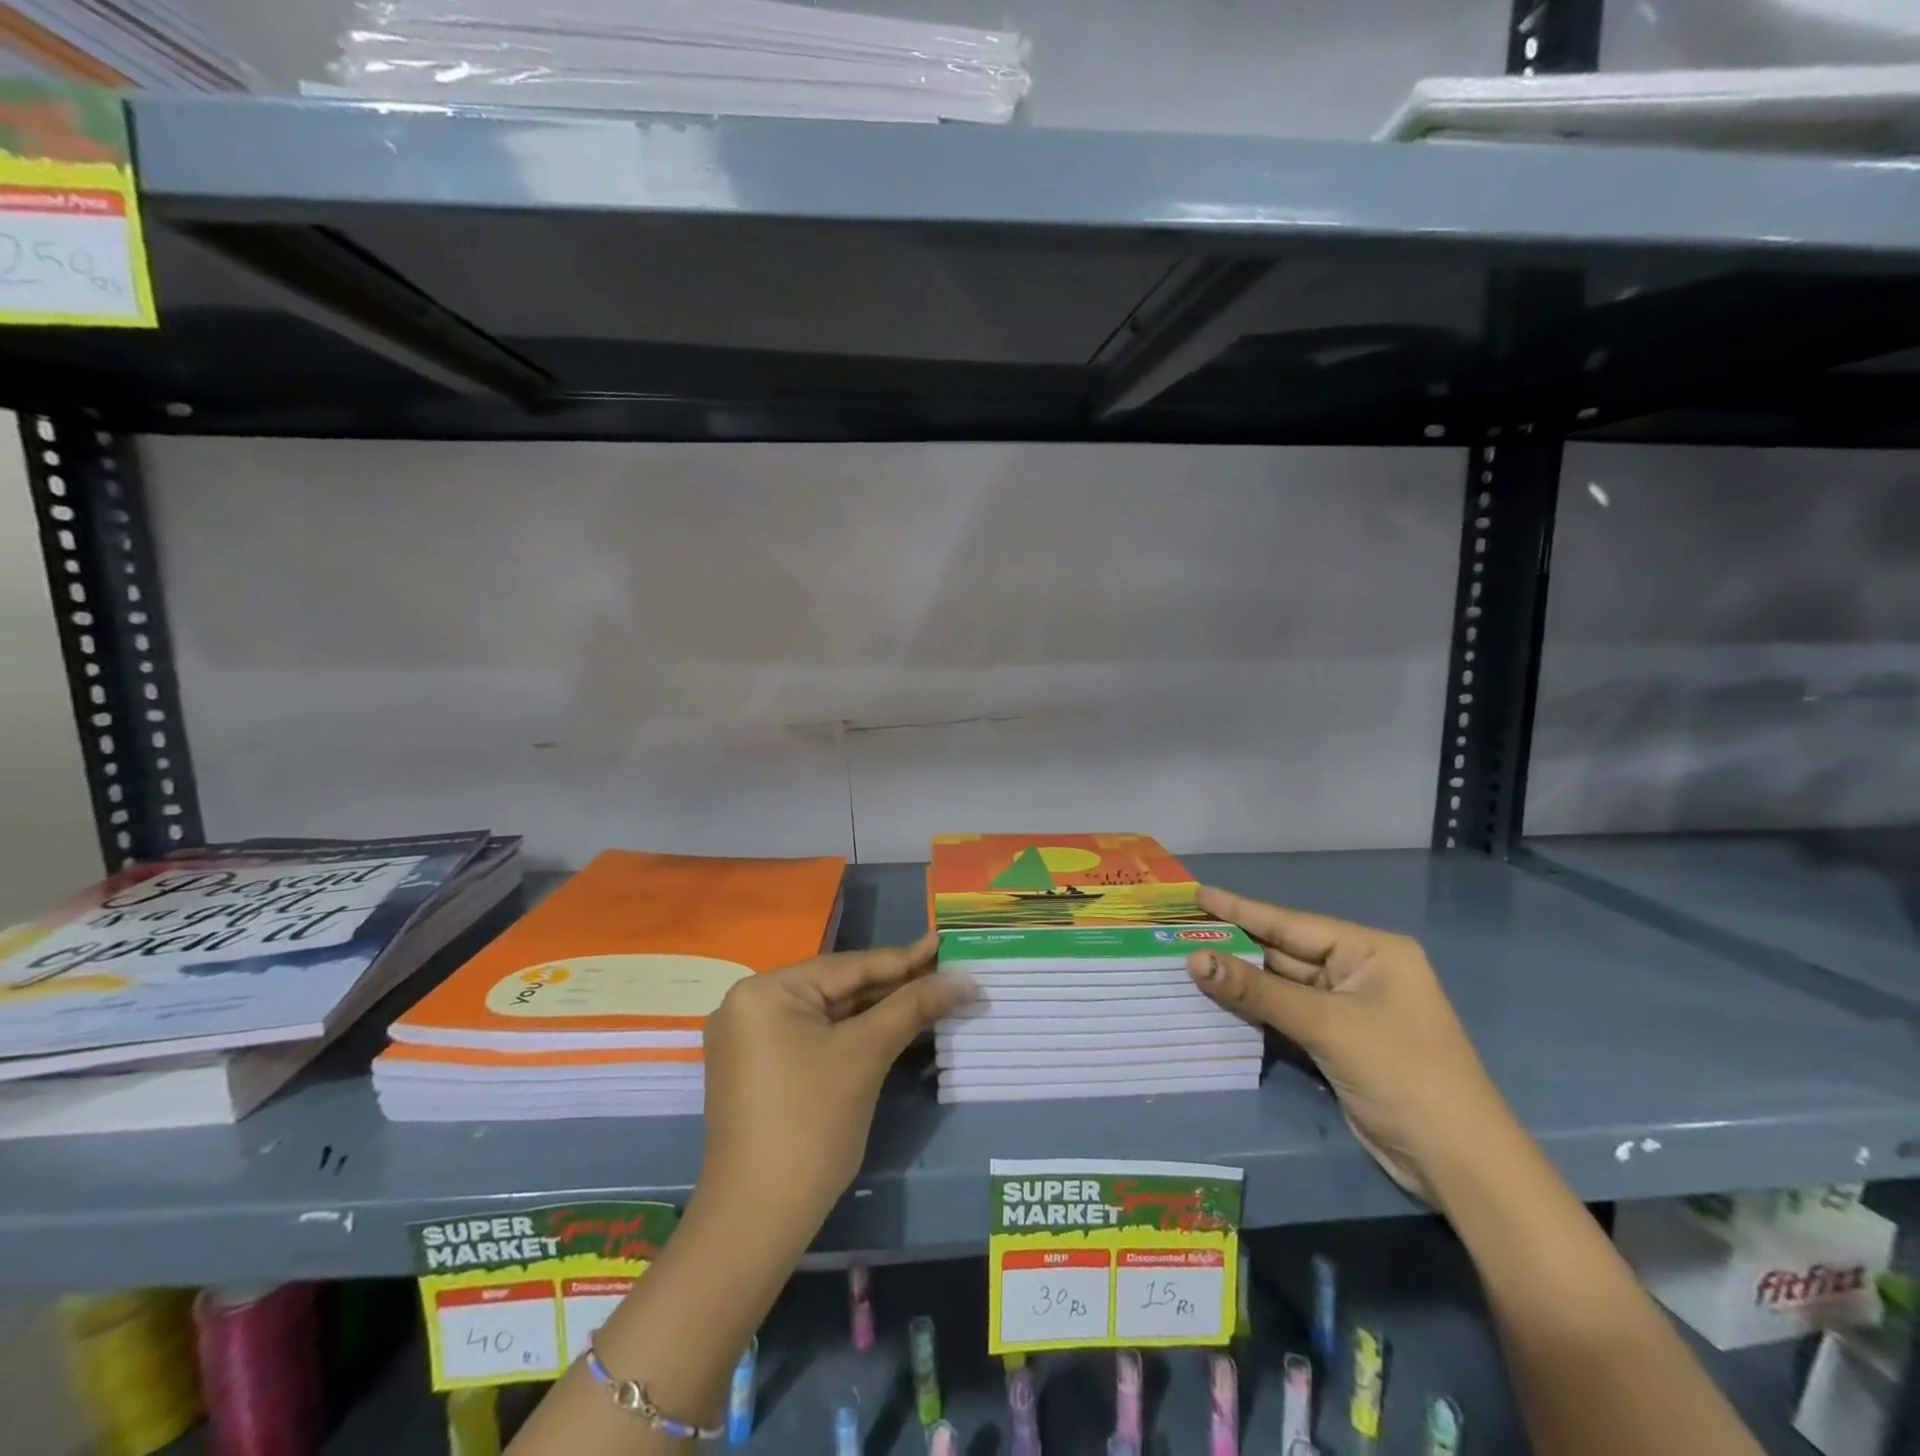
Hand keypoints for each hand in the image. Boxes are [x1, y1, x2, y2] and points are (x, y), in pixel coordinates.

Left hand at [696, 936, 975, 1252]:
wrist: (757, 1221)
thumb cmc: (811, 1125)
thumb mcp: (866, 1055)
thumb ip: (913, 1007)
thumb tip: (965, 978)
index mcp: (765, 991)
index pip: (848, 966)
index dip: (903, 959)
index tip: (944, 942)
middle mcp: (749, 1005)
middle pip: (837, 989)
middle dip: (893, 988)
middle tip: (946, 973)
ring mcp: (750, 1040)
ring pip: (828, 1015)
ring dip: (878, 1013)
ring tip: (930, 996)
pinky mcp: (759, 1070)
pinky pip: (814, 1038)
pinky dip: (853, 1036)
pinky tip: (893, 1028)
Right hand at [1184, 886, 1508, 1201]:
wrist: (1457, 1163)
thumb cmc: (1402, 1073)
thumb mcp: (1327, 1025)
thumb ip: (1258, 991)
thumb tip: (1194, 960)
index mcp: (1371, 951)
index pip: (1292, 922)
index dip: (1241, 909)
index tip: (1197, 894)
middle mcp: (1359, 971)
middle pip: (1284, 952)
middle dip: (1235, 945)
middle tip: (1182, 930)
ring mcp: (1349, 1009)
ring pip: (1283, 985)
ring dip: (1240, 979)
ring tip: (1187, 960)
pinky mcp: (1339, 1042)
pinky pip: (1287, 1014)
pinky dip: (1255, 1009)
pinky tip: (1218, 999)